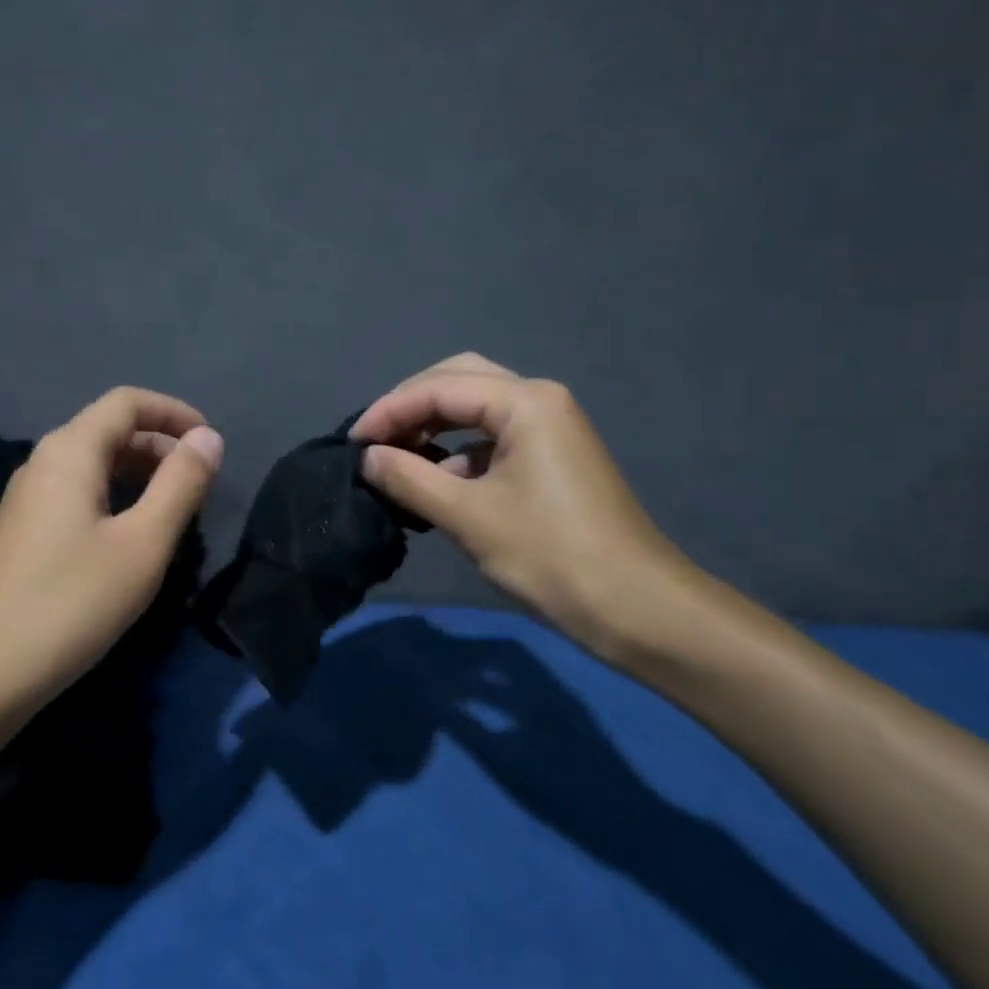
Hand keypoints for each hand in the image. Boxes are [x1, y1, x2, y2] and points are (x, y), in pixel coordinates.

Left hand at [0, 387, 222, 719]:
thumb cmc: (70, 604)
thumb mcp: (142, 545)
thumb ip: (180, 485)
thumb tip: (210, 438)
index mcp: (70, 452)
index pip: (127, 402)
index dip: (174, 412)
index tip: (211, 443)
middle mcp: (43, 462)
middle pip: (109, 430)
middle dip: (161, 445)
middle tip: (200, 484)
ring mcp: (26, 499)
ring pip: (93, 464)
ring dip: (139, 473)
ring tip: (175, 508)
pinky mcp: (20, 532)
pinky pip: (77, 492)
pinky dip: (115, 496)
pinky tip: (130, 536)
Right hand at [351, 354, 711, 663]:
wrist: (636, 607)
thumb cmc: (551, 555)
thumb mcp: (468, 516)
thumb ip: (410, 478)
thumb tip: (368, 457)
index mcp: (525, 402)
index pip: (439, 388)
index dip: (389, 411)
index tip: (352, 443)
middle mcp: (540, 400)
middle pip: (460, 380)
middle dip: (411, 405)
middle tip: (375, 438)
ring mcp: (550, 427)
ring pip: (477, 407)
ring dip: (434, 424)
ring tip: (396, 455)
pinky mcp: (551, 458)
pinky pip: (492, 436)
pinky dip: (458, 449)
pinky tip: (435, 479)